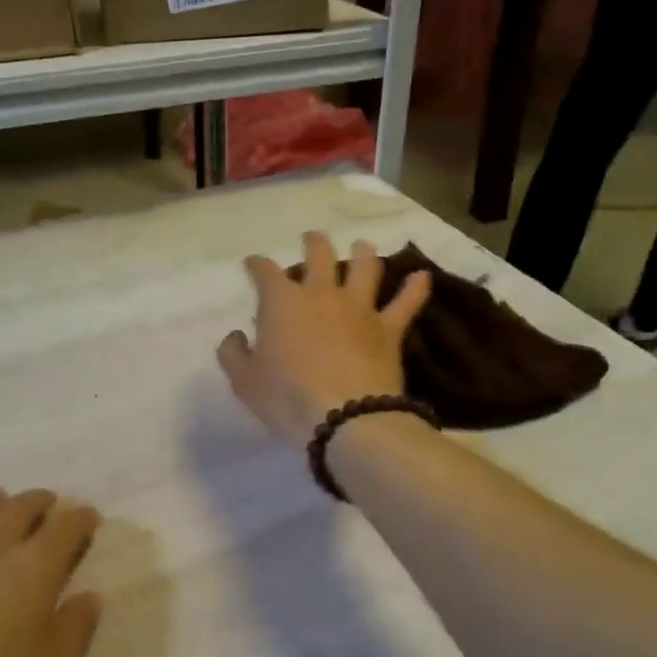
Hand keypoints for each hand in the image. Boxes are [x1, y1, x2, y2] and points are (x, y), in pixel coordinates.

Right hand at [217, 232, 431, 448]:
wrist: (344, 416)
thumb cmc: (286, 397)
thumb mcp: (245, 381)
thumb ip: (234, 354)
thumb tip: (236, 336)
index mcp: (282, 302)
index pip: (265, 271)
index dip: (257, 264)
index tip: (253, 265)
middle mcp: (321, 294)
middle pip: (319, 254)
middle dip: (314, 242)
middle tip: (313, 239)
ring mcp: (359, 308)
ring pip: (365, 266)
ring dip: (363, 253)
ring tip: (362, 247)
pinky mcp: (388, 328)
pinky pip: (407, 302)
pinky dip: (415, 287)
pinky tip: (422, 276)